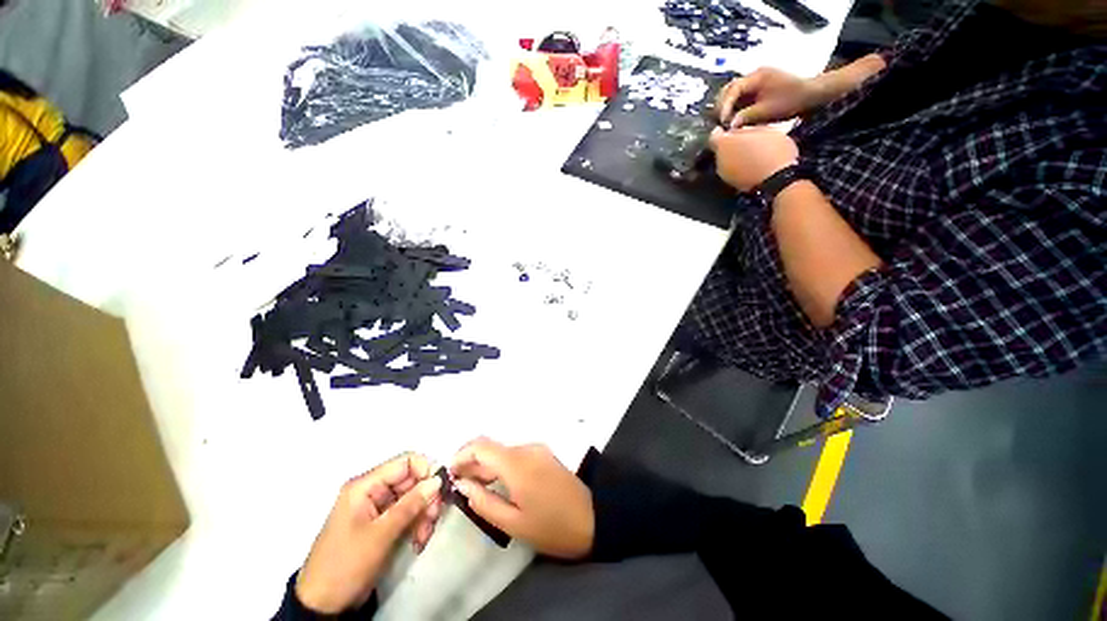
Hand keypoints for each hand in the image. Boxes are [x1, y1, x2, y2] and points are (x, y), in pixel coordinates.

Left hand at [296, 453, 442, 613]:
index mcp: (365, 485)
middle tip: (433, 520)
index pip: (405, 462)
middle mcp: (373, 491)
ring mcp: (378, 508)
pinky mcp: (383, 523)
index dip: (425, 471)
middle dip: (426, 499)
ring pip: (414, 497)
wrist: (323, 606)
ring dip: (424, 515)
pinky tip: (418, 542)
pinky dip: (417, 525)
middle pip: (412, 480)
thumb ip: (411, 504)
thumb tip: (437, 480)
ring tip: (423, 538)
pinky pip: (408, 513)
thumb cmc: (346, 564)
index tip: (439, 491)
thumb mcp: (380, 535)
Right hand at [451, 438, 593, 559]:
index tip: (450, 473)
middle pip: (491, 447)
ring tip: (474, 488)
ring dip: (486, 465)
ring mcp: (537, 449)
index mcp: (517, 463)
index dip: (461, 455)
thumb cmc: (551, 527)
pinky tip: (497, 484)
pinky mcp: (544, 454)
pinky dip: (501, 465)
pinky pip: (516, 455)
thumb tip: (462, 485)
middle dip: (472, 462)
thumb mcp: (513, 523)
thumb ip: (483, 502)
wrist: (592, 519)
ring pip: (503, 451)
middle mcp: (526, 448)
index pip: (481, 445)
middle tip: (459, 486)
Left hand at [709, 127, 798, 191]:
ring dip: (734, 157)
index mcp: (724, 143)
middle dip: (730, 145)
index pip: (714, 136)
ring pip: (726, 161)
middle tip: (744, 141)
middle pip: (721, 150)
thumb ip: (747, 130)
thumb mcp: (764, 130)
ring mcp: (724, 174)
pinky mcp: (732, 184)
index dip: (720, 132)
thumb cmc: (772, 149)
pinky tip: (751, 166)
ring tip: (749, 153)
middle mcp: (719, 160)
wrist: (776, 180)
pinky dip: (739, 168)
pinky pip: (733, 172)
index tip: (725, 129)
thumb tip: (738, 131)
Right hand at [716, 67, 823, 128]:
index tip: (723, 121)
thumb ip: (747, 117)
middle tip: (720, 122)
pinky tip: (733, 119)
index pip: (733, 89)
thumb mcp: (768, 111)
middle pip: (728, 89)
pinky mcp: (757, 89)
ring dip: (726, 107)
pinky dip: (733, 108)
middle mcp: (754, 76)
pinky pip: (739, 97)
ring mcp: (755, 82)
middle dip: (722, 106)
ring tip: (725, 122)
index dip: (725, 106)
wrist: (810, 95)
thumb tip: (730, 126)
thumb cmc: (791, 101)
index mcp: (757, 77)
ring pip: (731, 93)